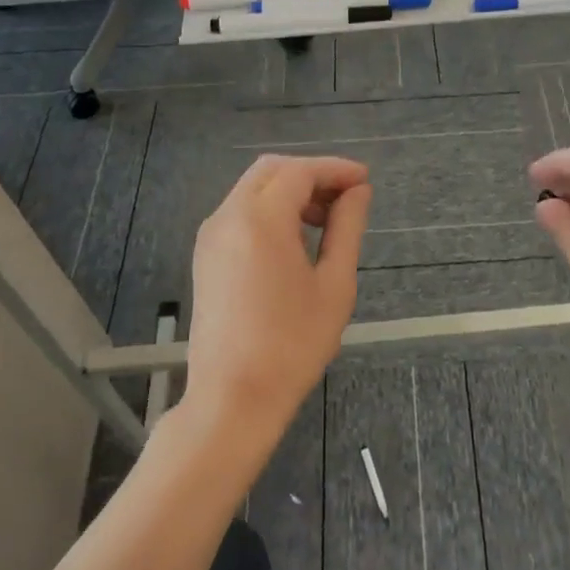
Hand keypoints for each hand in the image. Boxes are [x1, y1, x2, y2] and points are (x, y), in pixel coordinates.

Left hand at [184, 155, 371, 439]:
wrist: (233, 399)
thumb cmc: (292, 344)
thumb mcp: (334, 284)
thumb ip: (347, 228)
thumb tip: (358, 192)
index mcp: (260, 219)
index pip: (300, 172)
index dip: (335, 170)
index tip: (364, 180)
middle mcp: (228, 216)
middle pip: (272, 170)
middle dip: (311, 174)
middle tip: (346, 197)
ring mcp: (211, 236)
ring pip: (253, 188)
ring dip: (290, 191)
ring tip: (325, 221)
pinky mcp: (205, 256)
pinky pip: (240, 212)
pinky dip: (269, 209)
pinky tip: (294, 240)